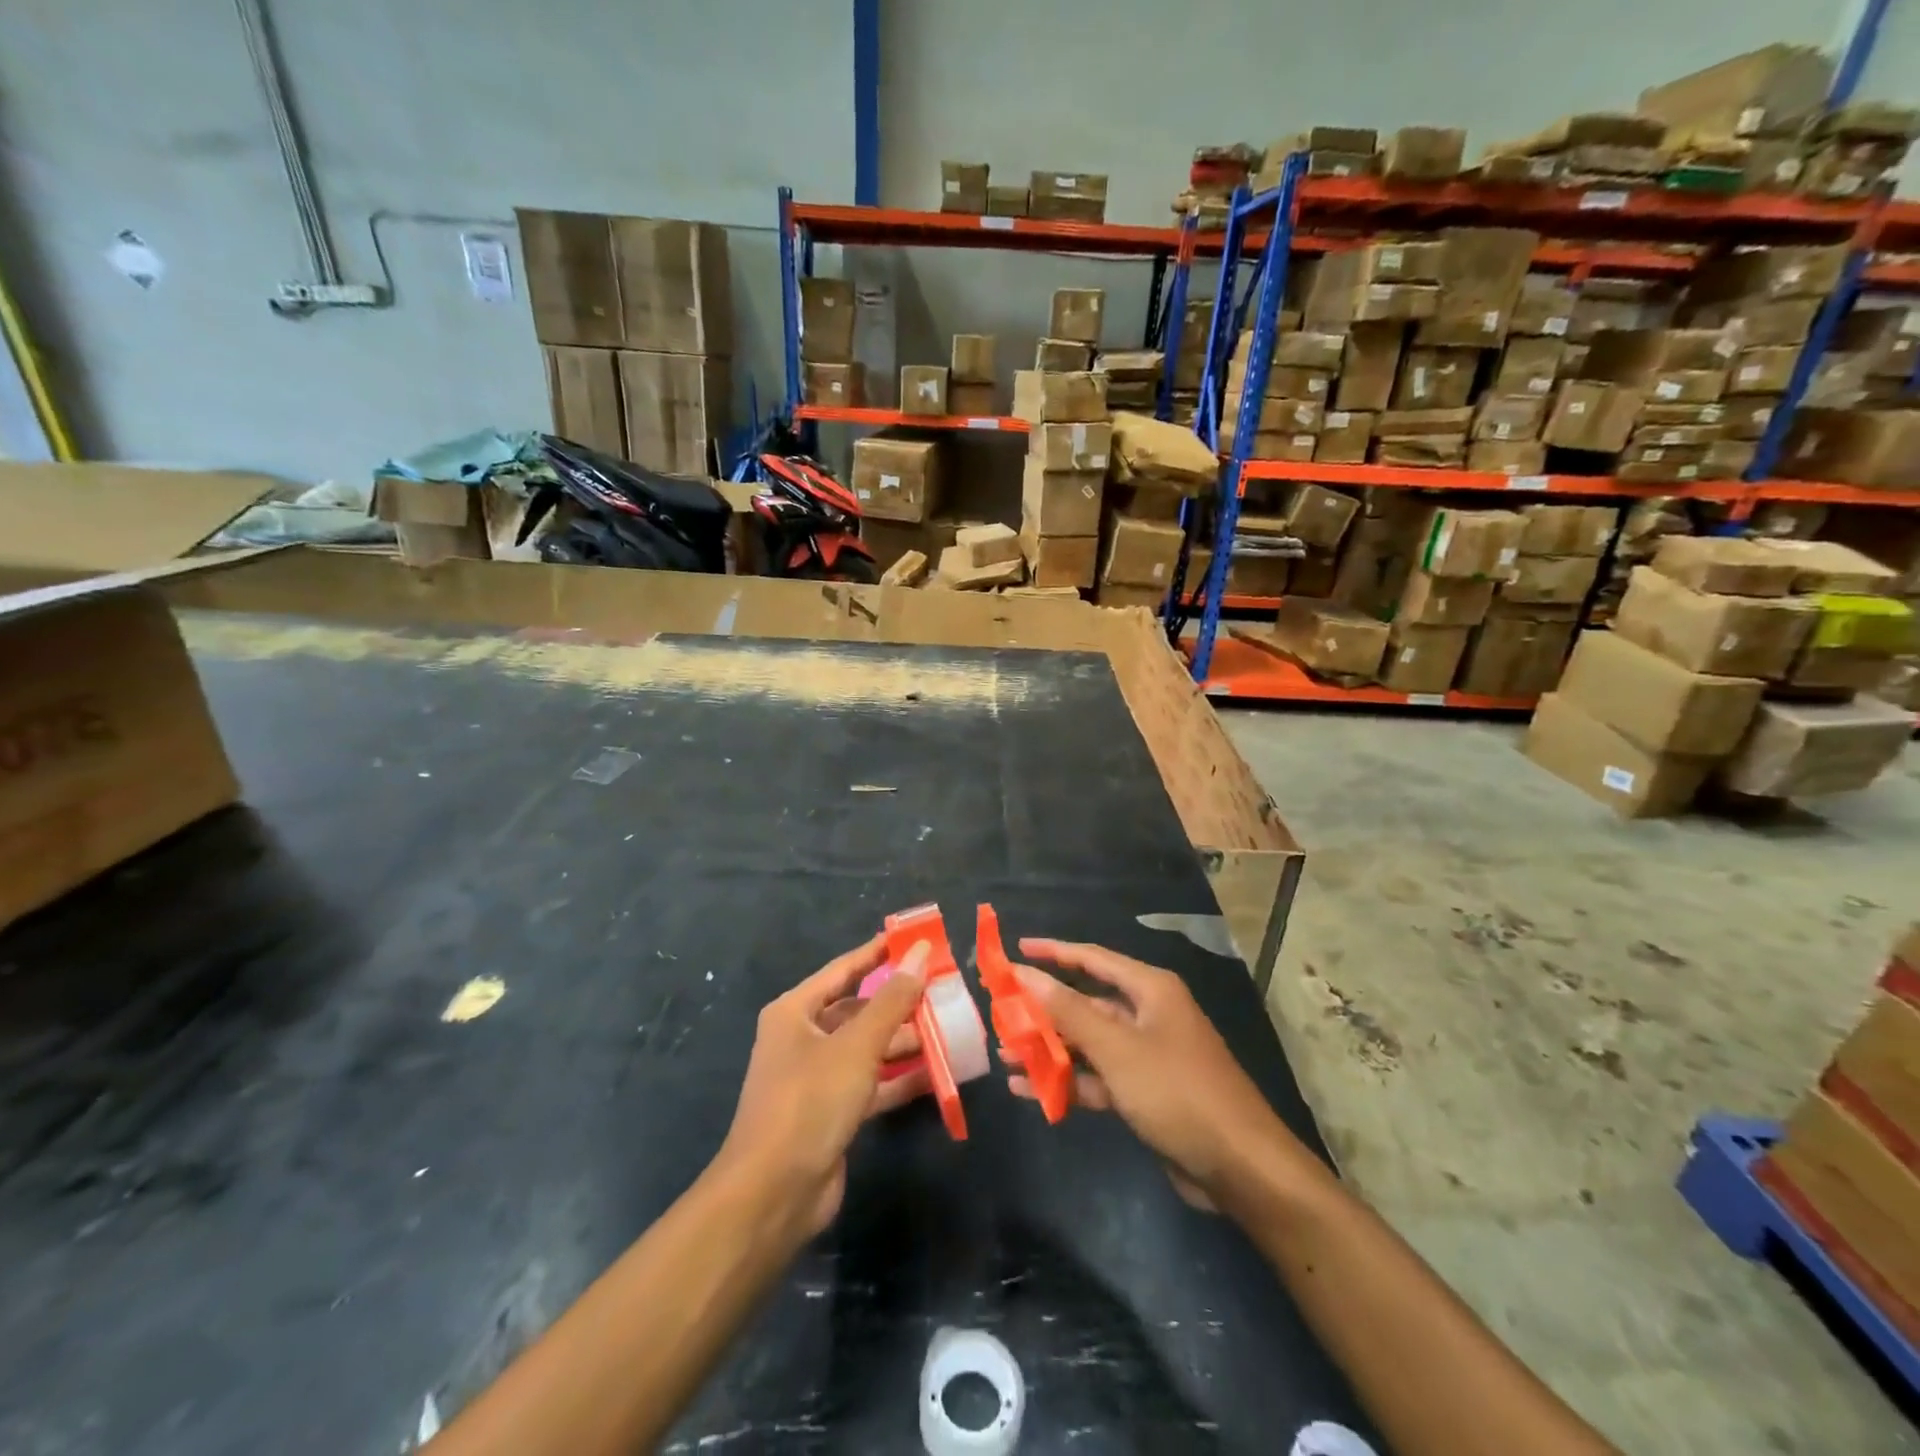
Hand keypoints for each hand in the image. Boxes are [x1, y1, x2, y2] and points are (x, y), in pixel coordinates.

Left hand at [714, 935, 928, 1240]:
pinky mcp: (832, 1112)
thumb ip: (892, 1000)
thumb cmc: (810, 1101)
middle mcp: (803, 1039)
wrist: (774, 1193)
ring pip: (867, 1048)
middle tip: (942, 990)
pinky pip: (872, 1083)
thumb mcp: (856, 1045)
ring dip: (904, 1041)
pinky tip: (937, 1073)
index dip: (878, 953)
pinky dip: (900, 1079)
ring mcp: (817, 1077)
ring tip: (948, 1029)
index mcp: (795, 1012)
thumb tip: (920, 953)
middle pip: (858, 1009)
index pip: (844, 970)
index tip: (915, 939)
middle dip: (898, 1002)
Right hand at [1005, 939, 1298, 1209]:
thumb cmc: (1177, 1091)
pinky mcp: (1144, 1092)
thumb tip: (1024, 973)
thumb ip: (1067, 1010)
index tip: (1015, 950)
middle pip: (1086, 1003)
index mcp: (1150, 990)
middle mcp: (1148, 1015)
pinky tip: (1028, 1090)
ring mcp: (1146, 1055)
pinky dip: (1067, 1081)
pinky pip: (1097, 1077)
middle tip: (1000, 1011)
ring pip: (1088, 1042)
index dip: (1053, 952)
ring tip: (1004, 1053)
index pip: (1092, 958)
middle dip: (1044, 1009)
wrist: (1240, 1167)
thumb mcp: (1117, 1048)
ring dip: (1049, 1048)